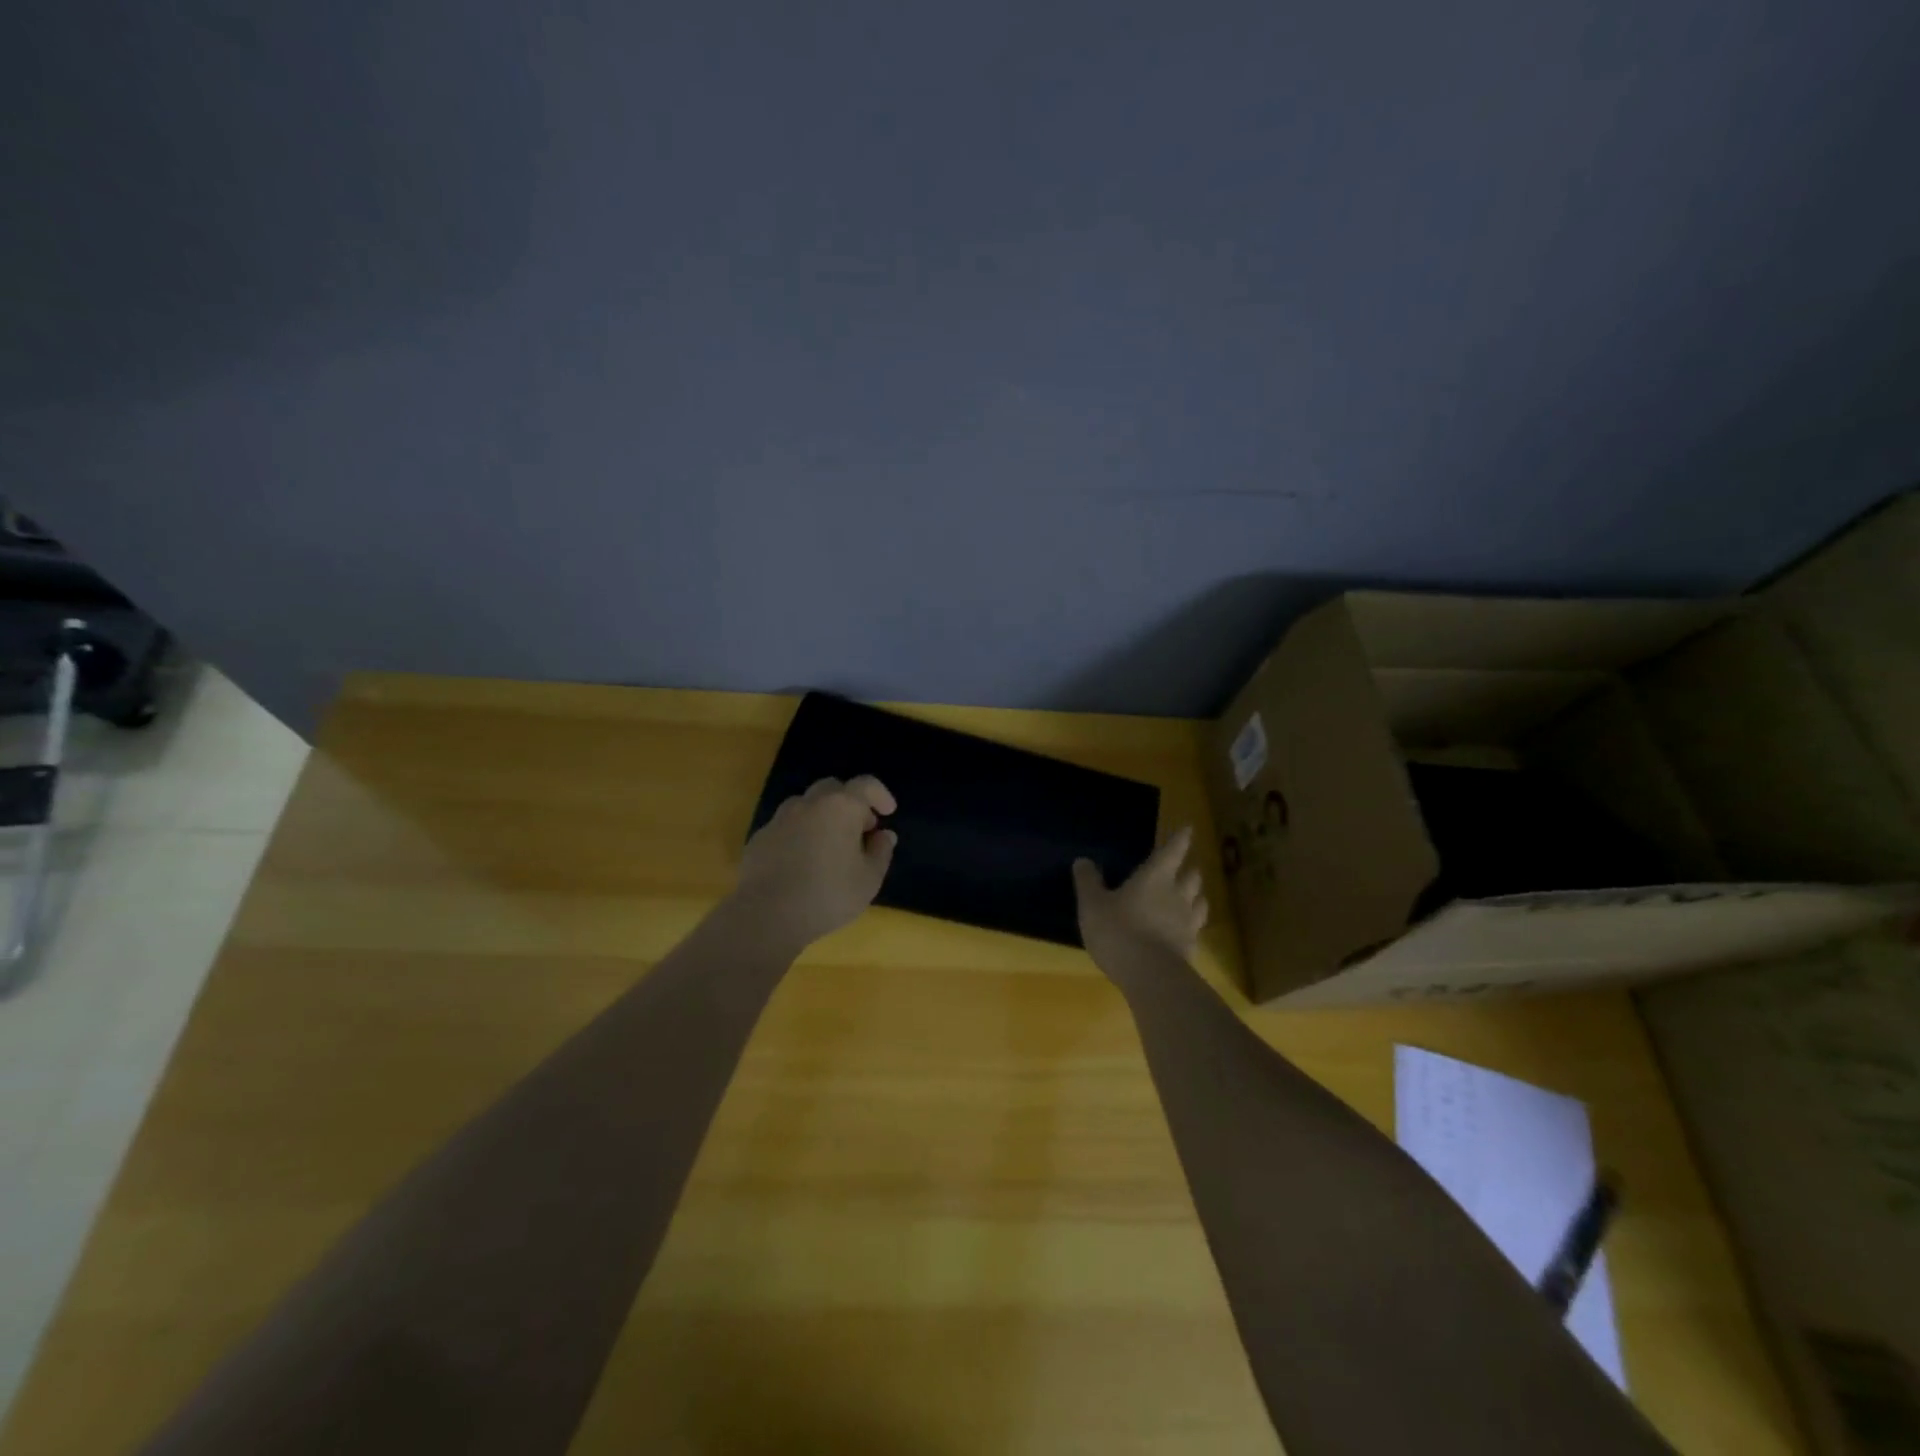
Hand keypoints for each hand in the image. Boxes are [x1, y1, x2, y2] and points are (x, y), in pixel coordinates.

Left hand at [733, 776, 898, 948]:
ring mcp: (780, 819)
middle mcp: (809, 804)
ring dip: (822, 816)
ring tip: (829, 845)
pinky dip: (799, 834)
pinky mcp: (760, 838)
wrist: (766, 914)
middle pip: (832, 788)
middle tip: (859, 829)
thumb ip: (881, 852)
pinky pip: (786, 826)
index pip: (866, 784)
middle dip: (849, 802)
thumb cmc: (828, 894)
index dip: (880, 794)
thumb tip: (883, 835)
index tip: (888, 812)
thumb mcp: (869, 879)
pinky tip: (801, 861)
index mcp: (841, 807)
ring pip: (805, 805)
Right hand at [1073, 826, 1208, 973]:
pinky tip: (1185, 930)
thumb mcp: (1092, 905)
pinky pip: (1196, 929)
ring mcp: (1188, 922)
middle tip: (1184, 867)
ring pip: (1200, 901)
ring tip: (1191, 896)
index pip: (1172, 851)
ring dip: (1196, 895)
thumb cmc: (1118, 931)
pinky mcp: (1192, 948)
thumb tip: (1083, 860)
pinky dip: (1192, 925)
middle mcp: (1177, 894)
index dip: (1180, 838)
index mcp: (1155, 877)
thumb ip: (1088, 881)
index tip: (1188, 828)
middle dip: (1189, 869)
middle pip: (1192, 875)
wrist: (1150, 976)